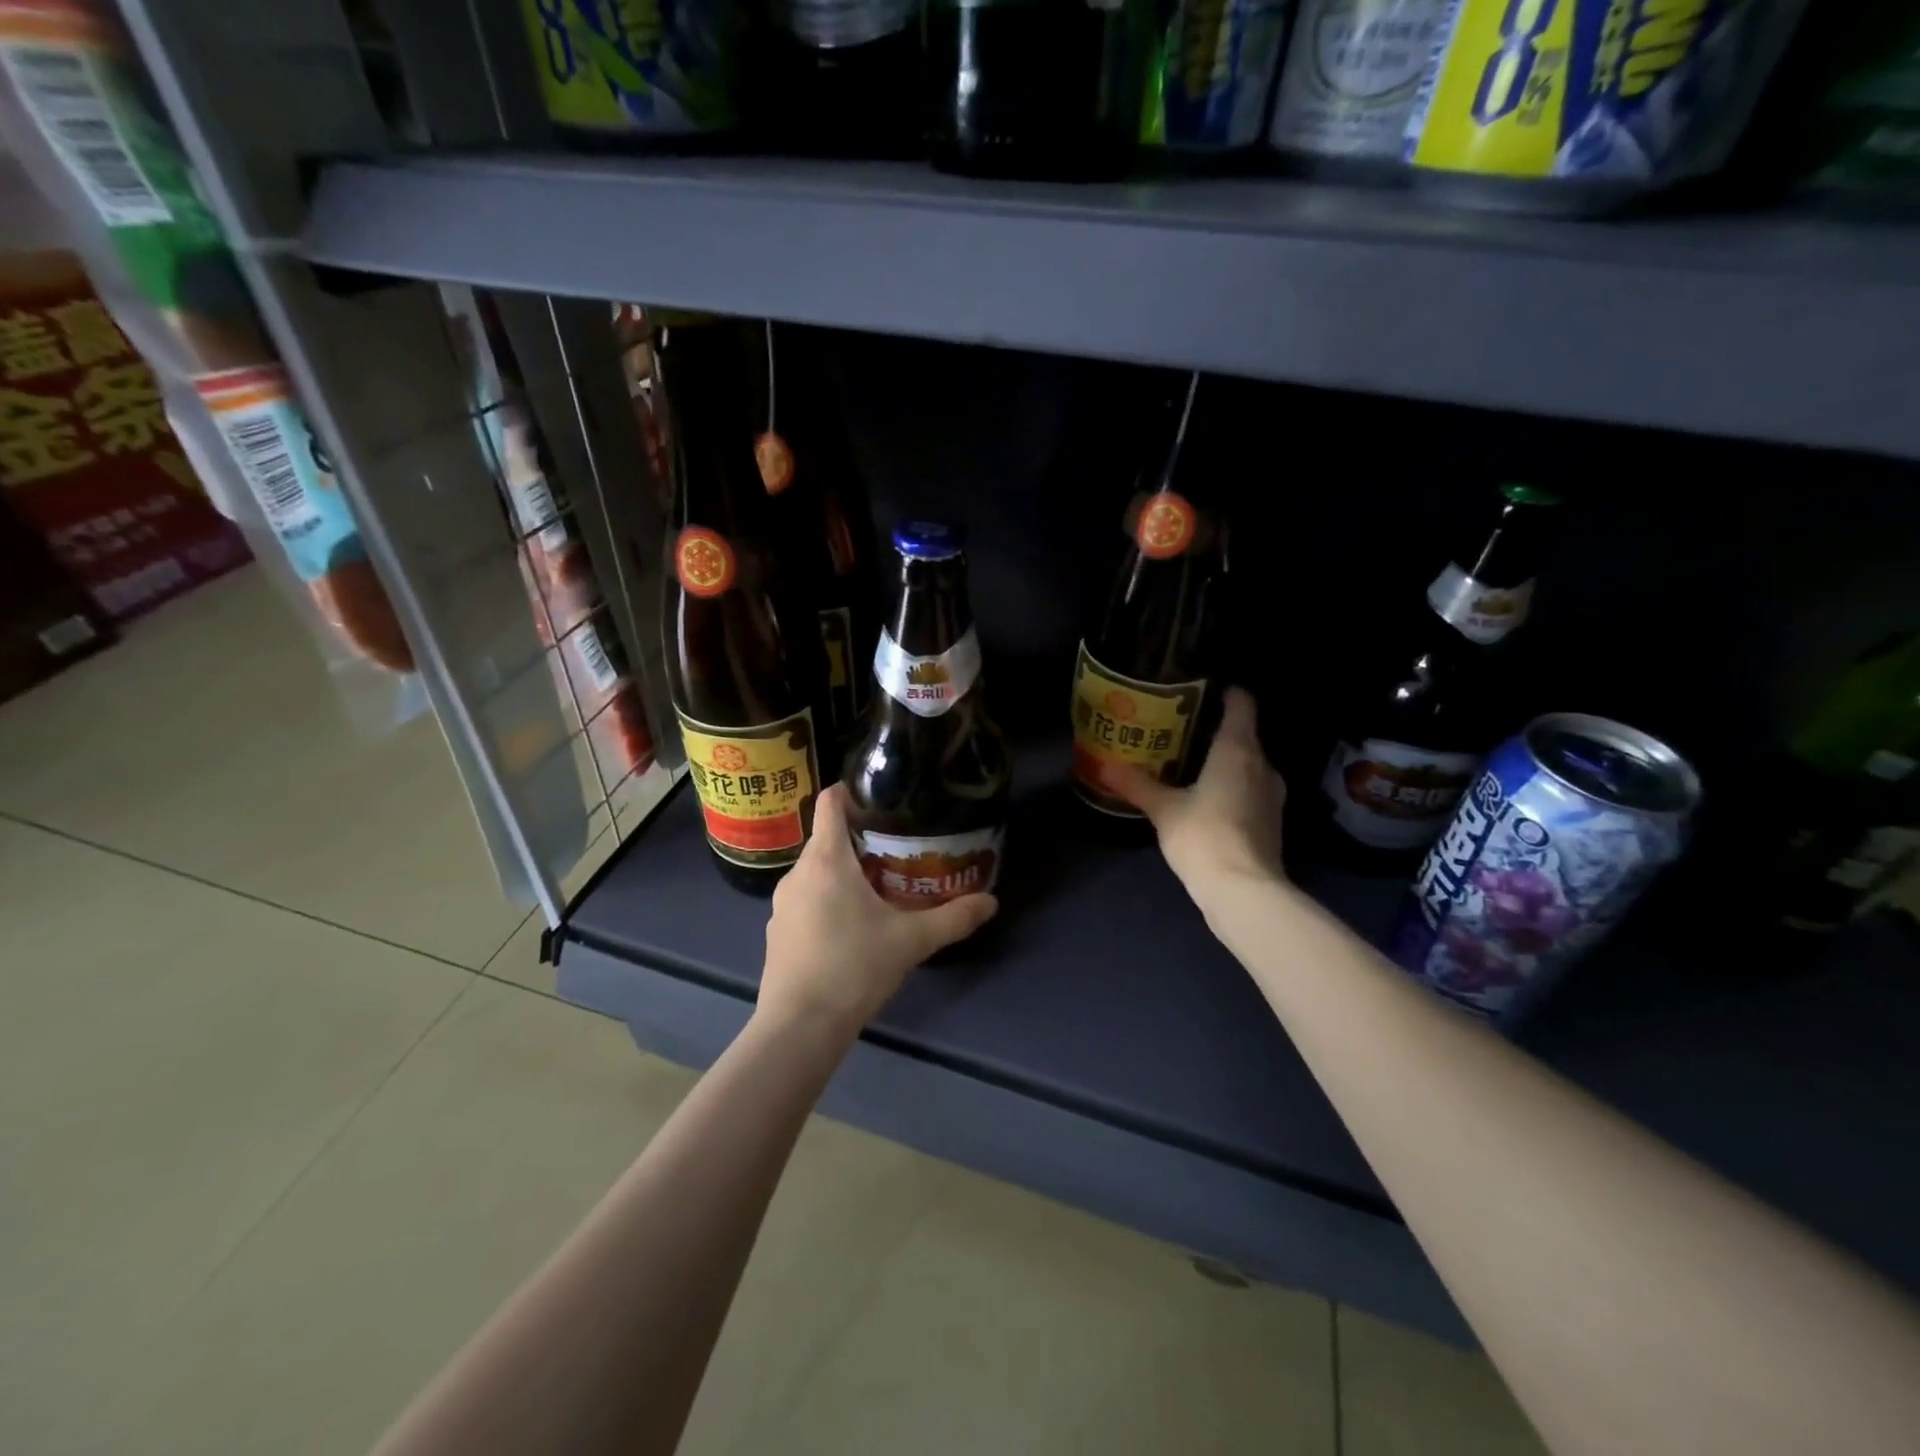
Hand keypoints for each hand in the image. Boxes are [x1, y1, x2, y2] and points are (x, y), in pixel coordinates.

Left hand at [759, 785, 998, 1037]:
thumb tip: (991, 902)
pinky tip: (850, 926)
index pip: (830, 803)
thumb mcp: (911, 941)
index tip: (879, 795)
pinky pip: (805, 900)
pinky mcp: (777, 932)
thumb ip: (953, 918)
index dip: (851, 790)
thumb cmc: (854, 968)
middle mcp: (797, 873)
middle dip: (859, 839)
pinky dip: (827, 900)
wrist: (799, 1027)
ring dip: (843, 872)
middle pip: (827, 839)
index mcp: (826, 860)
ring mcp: (781, 904)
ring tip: (878, 886)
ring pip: (816, 872)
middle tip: (897, 847)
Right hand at [1109, 687, 1287, 897]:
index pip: (1242, 704)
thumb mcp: (1163, 809)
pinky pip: (1250, 789)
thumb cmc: (1204, 836)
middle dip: (1215, 729)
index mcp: (1239, 749)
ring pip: (1248, 764)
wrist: (1244, 891)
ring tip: (1190, 764)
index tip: (1200, 689)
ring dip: (1224, 761)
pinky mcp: (1271, 821)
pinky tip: (1206, 798)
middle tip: (1180, 730)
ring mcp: (1272, 795)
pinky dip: (1232, 786)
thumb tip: (1104, 765)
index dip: (1225, 692)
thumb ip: (1137, 784)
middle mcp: (1262, 765)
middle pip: (1244, 734)